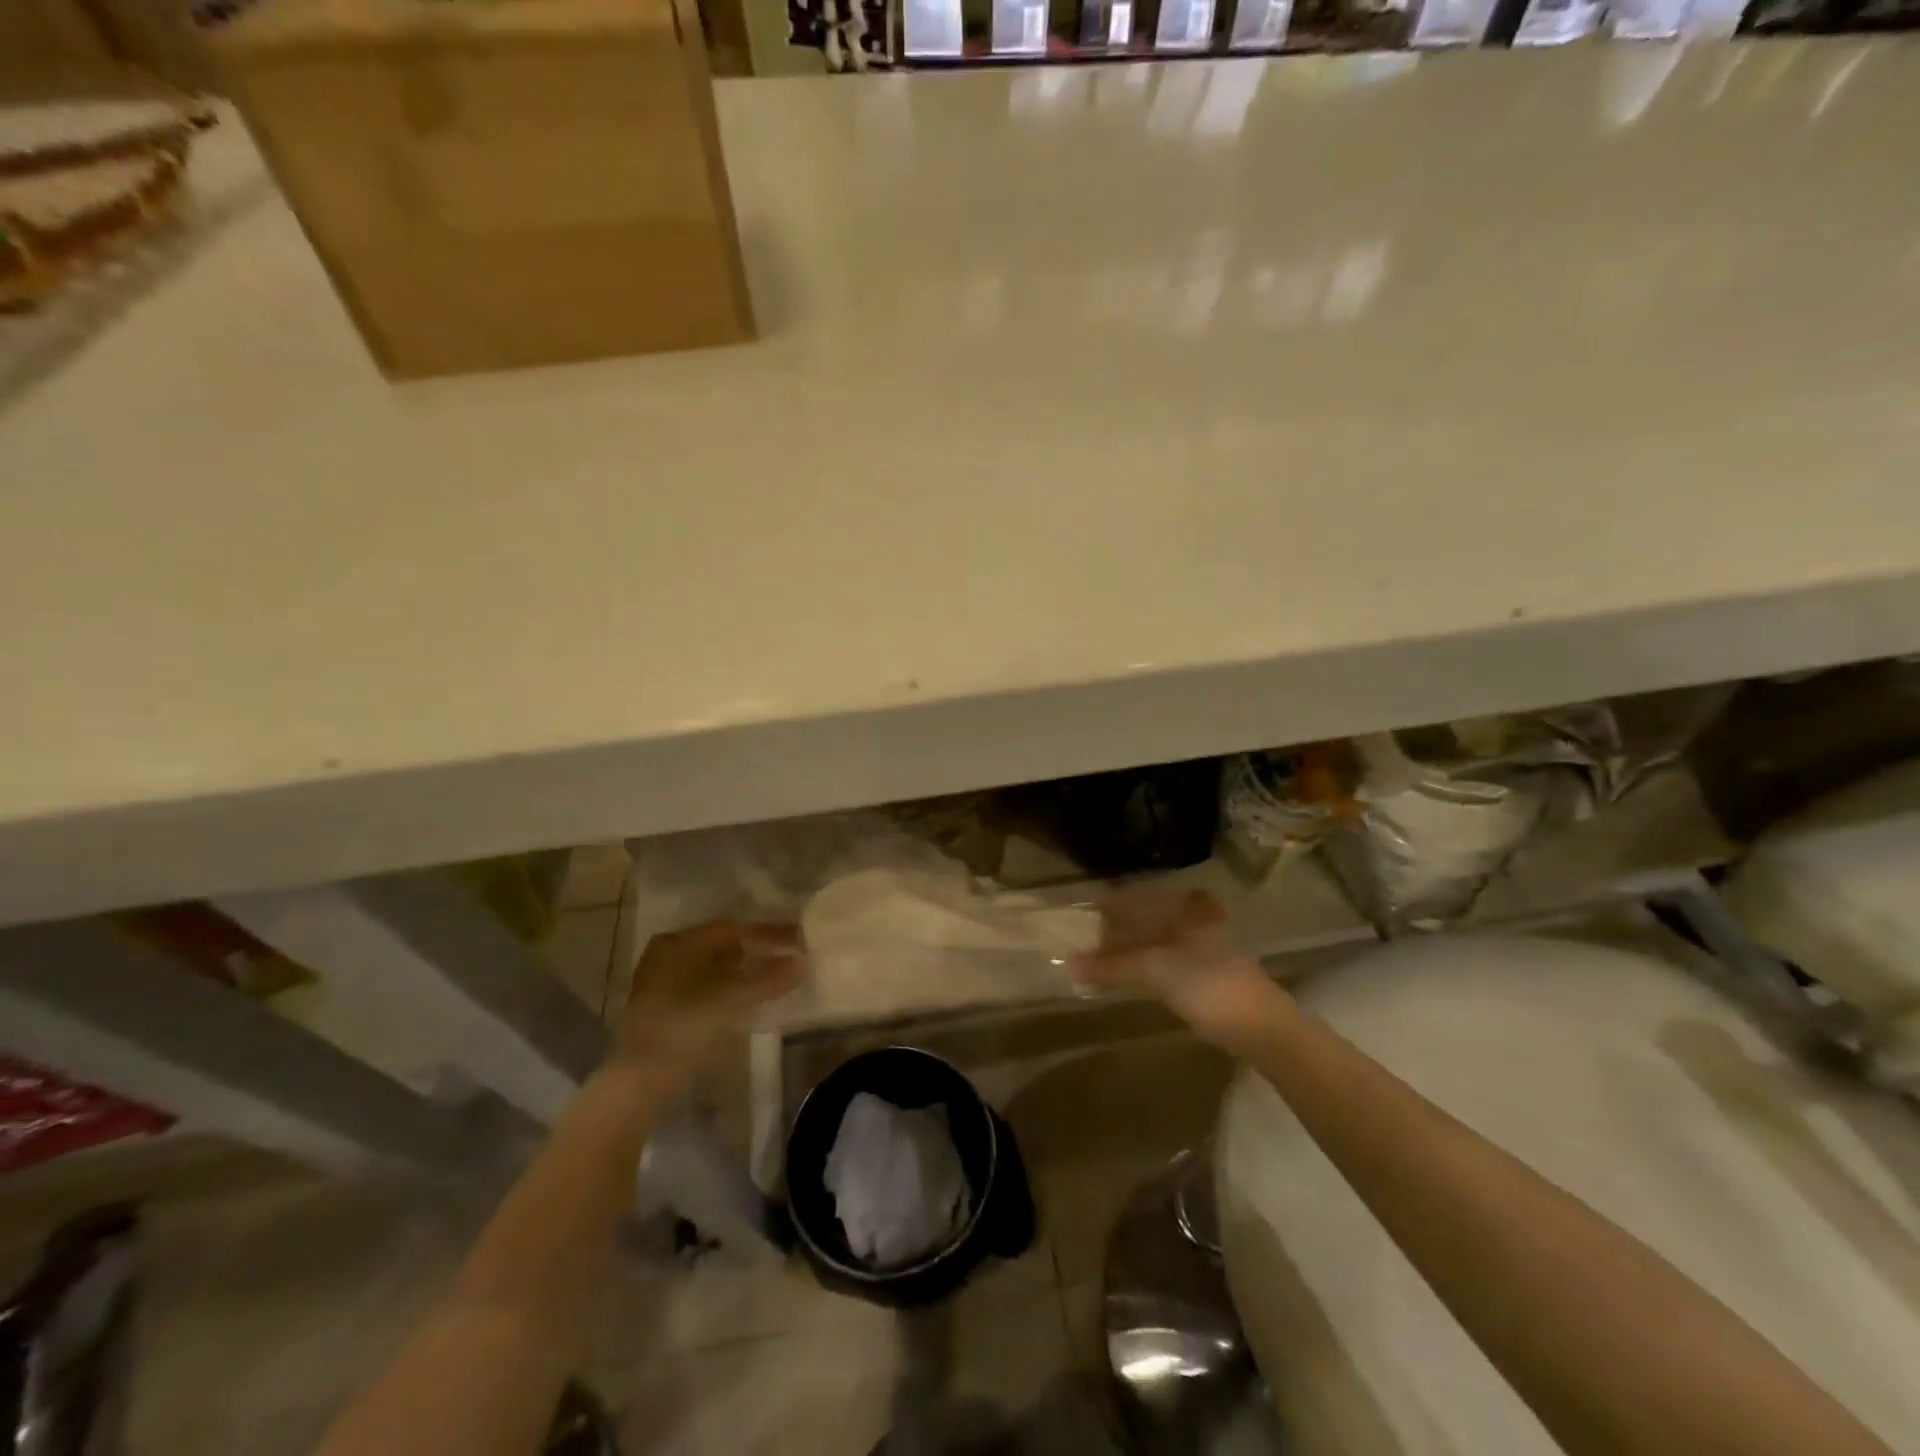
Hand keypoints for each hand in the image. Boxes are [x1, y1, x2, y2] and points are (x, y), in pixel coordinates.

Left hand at [616, 921, 803, 1078]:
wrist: (641, 1080)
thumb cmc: (684, 1025)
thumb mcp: (731, 997)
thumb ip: (768, 977)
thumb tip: (801, 962)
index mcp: (677, 942)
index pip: (732, 928)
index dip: (768, 932)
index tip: (797, 939)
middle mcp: (667, 955)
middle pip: (722, 946)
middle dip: (756, 950)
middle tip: (788, 957)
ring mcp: (662, 984)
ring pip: (715, 968)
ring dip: (745, 972)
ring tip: (775, 979)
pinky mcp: (666, 1010)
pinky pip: (707, 988)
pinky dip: (731, 989)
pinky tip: (749, 1000)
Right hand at [1070, 887, 1284, 1047]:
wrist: (1261, 1028)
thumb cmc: (1208, 985)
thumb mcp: (1154, 970)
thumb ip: (1112, 966)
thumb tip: (1069, 964)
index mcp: (1186, 909)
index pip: (1139, 898)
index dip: (1110, 906)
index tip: (1083, 913)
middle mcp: (1195, 921)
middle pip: (1146, 920)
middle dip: (1116, 931)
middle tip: (1085, 940)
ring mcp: (1203, 949)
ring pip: (1154, 943)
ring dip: (1127, 952)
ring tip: (1098, 960)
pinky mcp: (1205, 976)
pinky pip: (1163, 963)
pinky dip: (1141, 968)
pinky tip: (1126, 977)